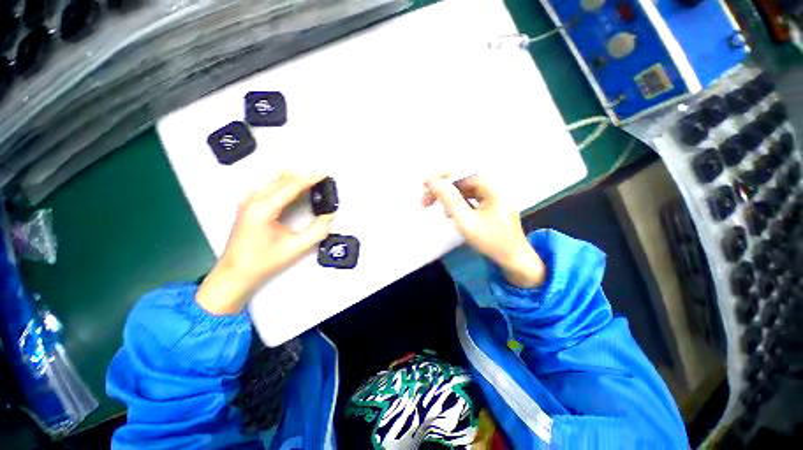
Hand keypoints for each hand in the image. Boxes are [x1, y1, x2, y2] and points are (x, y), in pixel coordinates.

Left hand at [197, 173, 333, 314]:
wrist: (235, 273)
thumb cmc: (263, 262)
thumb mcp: (295, 248)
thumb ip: (317, 231)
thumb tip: (329, 216)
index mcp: (264, 208)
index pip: (291, 185)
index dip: (310, 178)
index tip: (326, 174)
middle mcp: (254, 199)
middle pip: (283, 177)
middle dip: (304, 177)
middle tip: (322, 182)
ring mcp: (249, 200)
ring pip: (275, 179)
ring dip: (295, 179)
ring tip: (312, 186)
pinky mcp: (249, 204)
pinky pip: (270, 185)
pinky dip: (286, 184)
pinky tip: (296, 193)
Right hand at [423, 175, 544, 287]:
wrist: (514, 261)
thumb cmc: (491, 241)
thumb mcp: (466, 221)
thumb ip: (449, 200)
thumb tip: (433, 181)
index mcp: (492, 187)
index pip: (462, 172)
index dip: (441, 176)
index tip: (424, 185)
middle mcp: (493, 188)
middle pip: (462, 181)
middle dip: (442, 189)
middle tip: (425, 200)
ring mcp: (493, 197)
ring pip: (464, 191)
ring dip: (448, 197)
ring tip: (433, 206)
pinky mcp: (490, 207)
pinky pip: (470, 199)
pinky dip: (457, 204)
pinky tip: (448, 213)